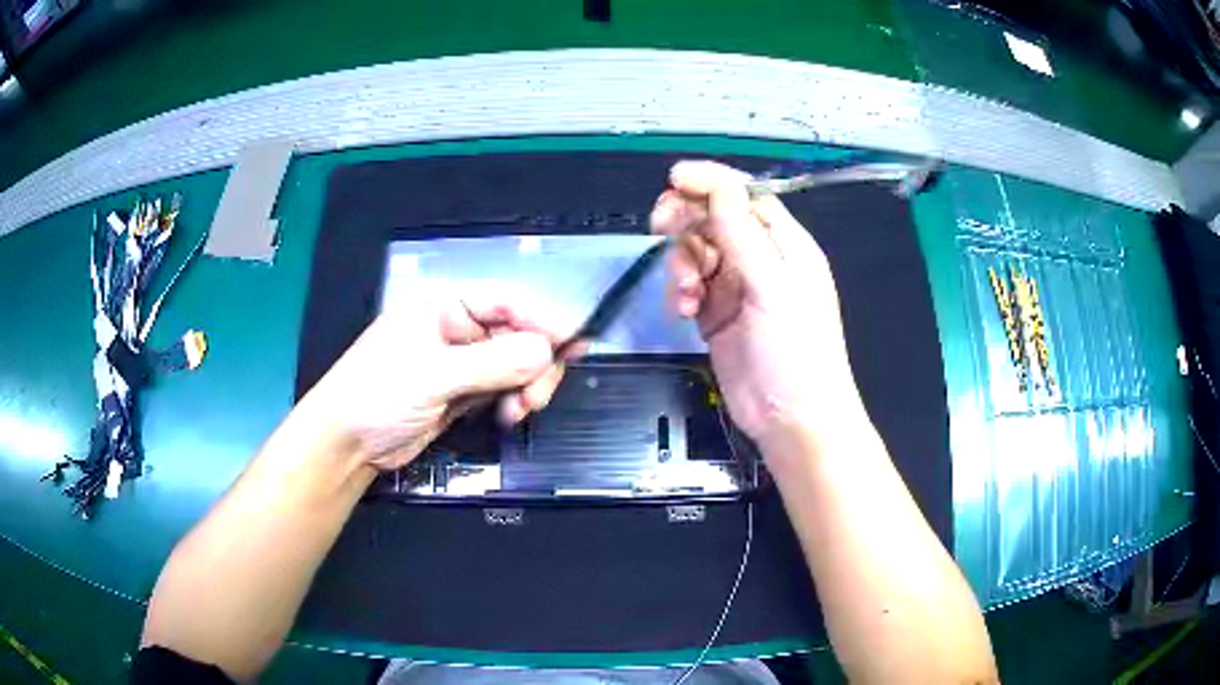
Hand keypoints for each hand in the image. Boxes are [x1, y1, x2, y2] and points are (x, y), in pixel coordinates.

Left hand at [294, 288, 572, 470]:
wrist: (347, 444)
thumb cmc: (376, 394)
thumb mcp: (433, 375)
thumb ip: (492, 363)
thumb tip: (545, 350)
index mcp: (443, 306)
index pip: (505, 303)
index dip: (541, 320)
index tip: (572, 344)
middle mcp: (455, 329)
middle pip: (517, 335)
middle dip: (534, 364)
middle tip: (537, 395)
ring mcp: (460, 363)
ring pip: (515, 366)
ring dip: (526, 387)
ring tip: (519, 410)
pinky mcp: (461, 392)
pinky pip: (503, 389)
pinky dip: (513, 402)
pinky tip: (509, 415)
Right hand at [650, 161, 863, 449]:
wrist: (790, 419)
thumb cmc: (795, 352)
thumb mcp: (772, 287)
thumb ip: (742, 234)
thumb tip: (716, 185)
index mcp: (786, 245)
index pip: (745, 196)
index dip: (711, 182)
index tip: (674, 178)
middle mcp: (761, 259)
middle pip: (715, 218)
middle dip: (687, 219)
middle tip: (660, 224)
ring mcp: (737, 287)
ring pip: (697, 251)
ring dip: (681, 264)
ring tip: (685, 293)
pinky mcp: (716, 314)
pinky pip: (690, 286)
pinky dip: (680, 292)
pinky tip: (683, 311)